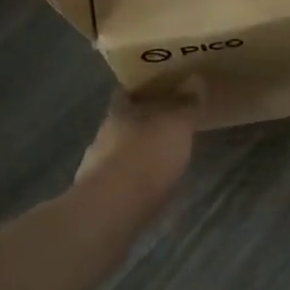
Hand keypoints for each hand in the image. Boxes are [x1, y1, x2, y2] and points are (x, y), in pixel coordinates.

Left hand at [75, 83, 198, 207]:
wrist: (110, 212)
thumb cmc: (147, 156)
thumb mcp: (177, 125)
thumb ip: (187, 104)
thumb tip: (194, 78)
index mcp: (119, 112)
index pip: (126, 92)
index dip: (140, 91)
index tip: (157, 90)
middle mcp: (103, 135)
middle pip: (122, 123)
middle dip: (140, 124)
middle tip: (164, 125)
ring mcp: (95, 169)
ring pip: (117, 153)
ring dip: (134, 155)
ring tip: (158, 160)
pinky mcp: (96, 199)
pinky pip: (116, 182)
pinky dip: (130, 182)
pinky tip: (146, 189)